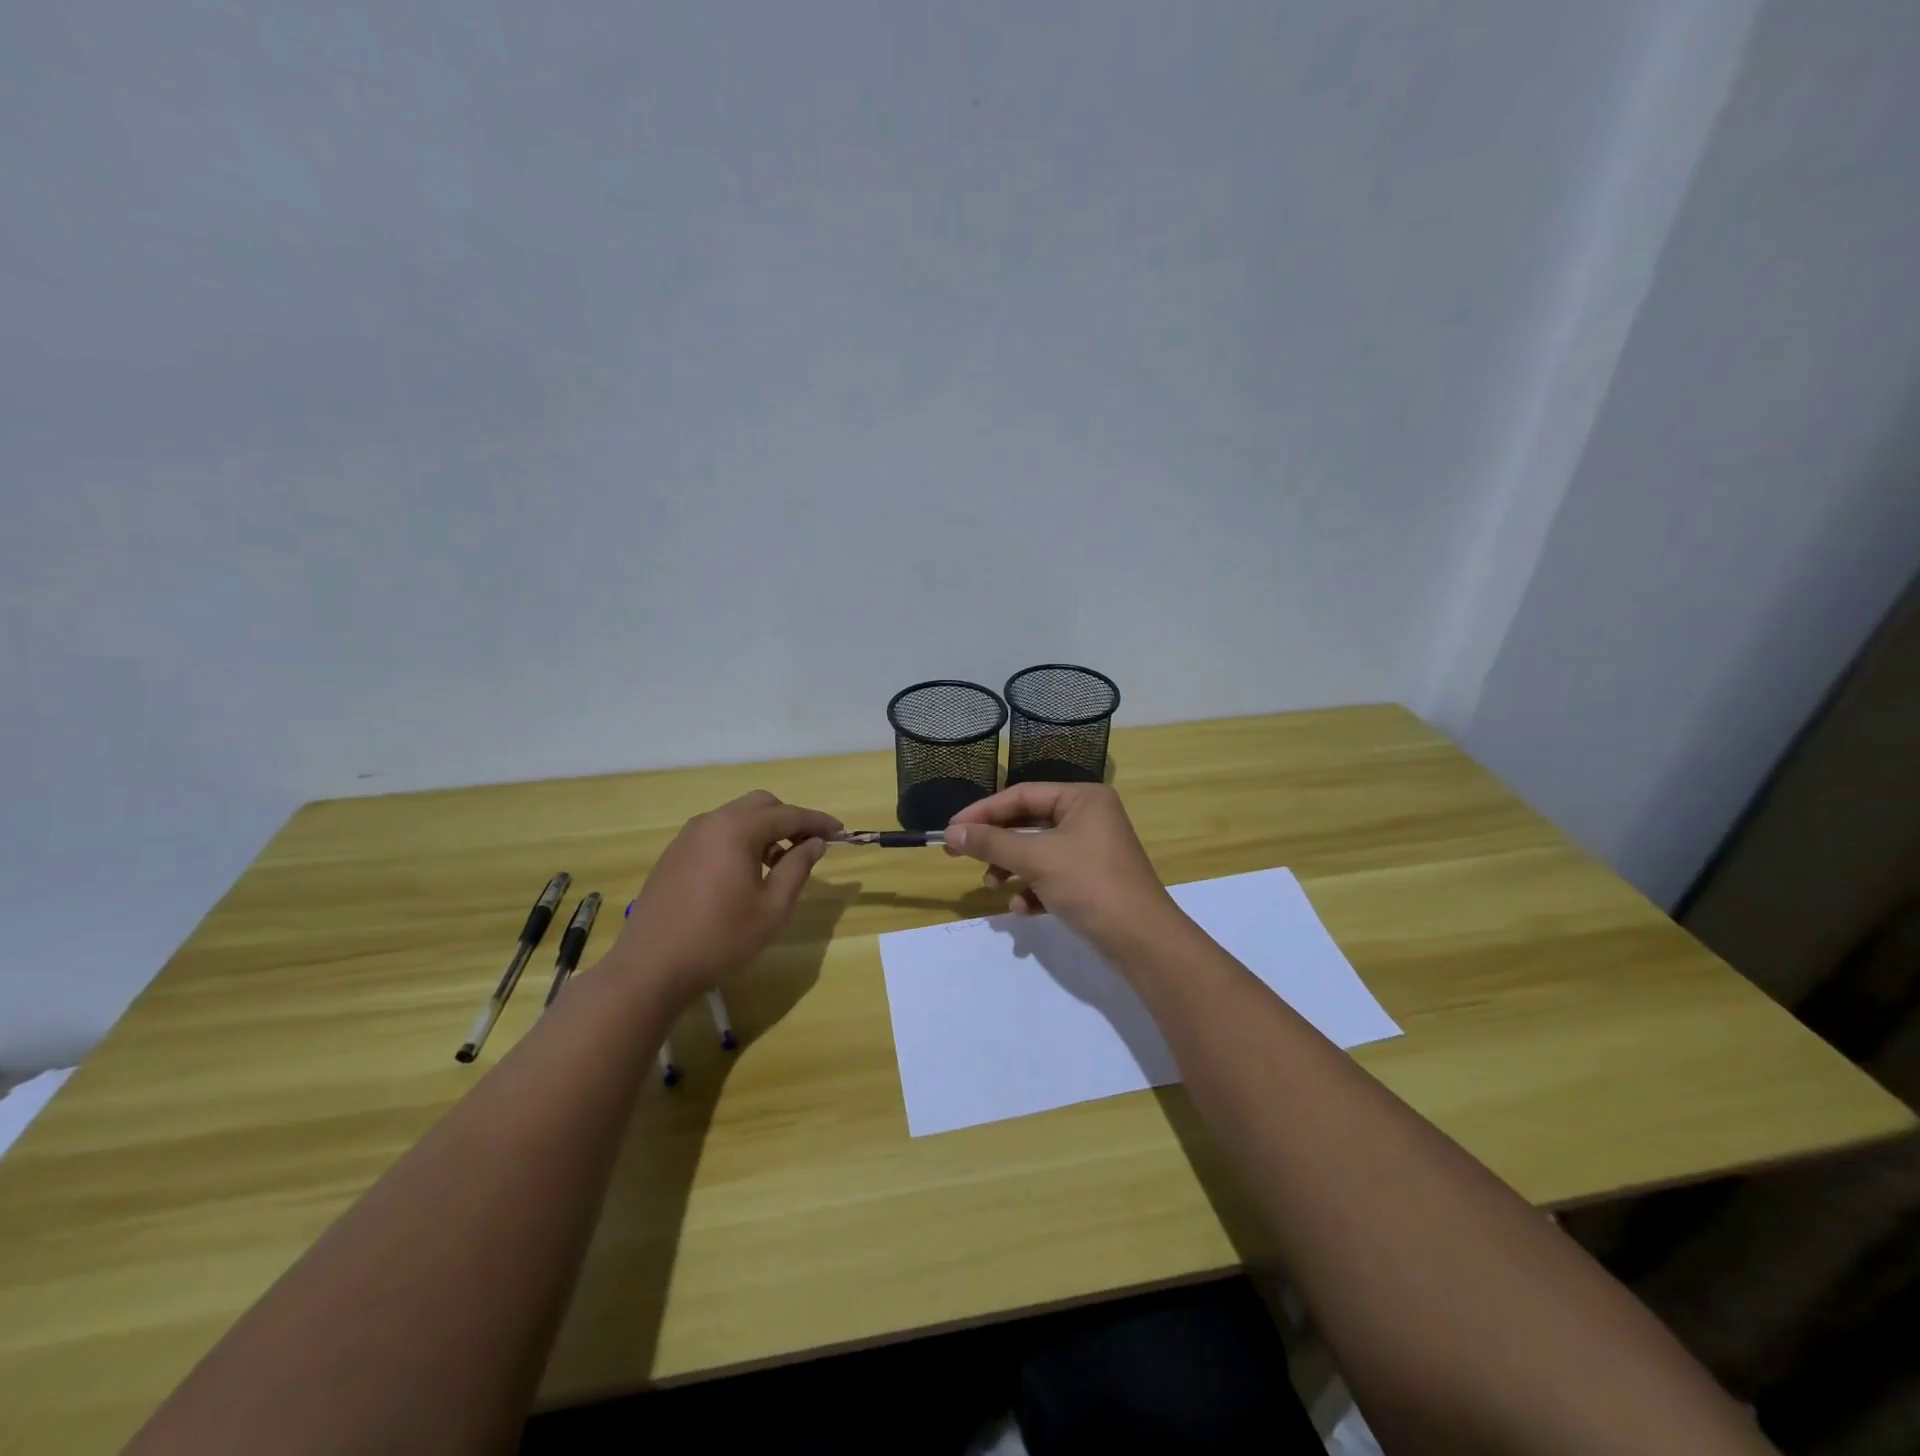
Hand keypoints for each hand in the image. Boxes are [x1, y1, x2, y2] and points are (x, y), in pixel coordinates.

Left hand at [607, 790, 840, 1002]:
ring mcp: (688, 836)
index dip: (817, 821)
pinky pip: (716, 832)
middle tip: (808, 847)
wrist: (651, 968)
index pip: (788, 814)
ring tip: (777, 863)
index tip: (840, 832)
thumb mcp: (772, 908)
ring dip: (763, 829)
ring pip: (736, 816)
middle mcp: (711, 822)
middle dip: (789, 819)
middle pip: (761, 804)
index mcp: (737, 830)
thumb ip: (798, 868)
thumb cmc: (720, 939)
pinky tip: (744, 872)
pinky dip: (739, 839)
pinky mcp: (674, 854)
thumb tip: (815, 842)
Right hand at [943, 783, 1181, 953]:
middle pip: (1028, 824)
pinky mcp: (1092, 882)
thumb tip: (950, 833)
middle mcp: (1089, 818)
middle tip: (959, 857)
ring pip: (1037, 853)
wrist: (1142, 941)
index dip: (983, 812)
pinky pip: (1052, 878)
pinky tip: (1023, 909)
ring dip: (1011, 870)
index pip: (1022, 796)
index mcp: (1083, 799)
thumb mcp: (1036, 859)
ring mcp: (1092, 851)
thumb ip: (991, 843)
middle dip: (996, 845)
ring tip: (993, 887)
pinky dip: (1033, 891)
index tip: (950, 830)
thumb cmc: (1090, 884)